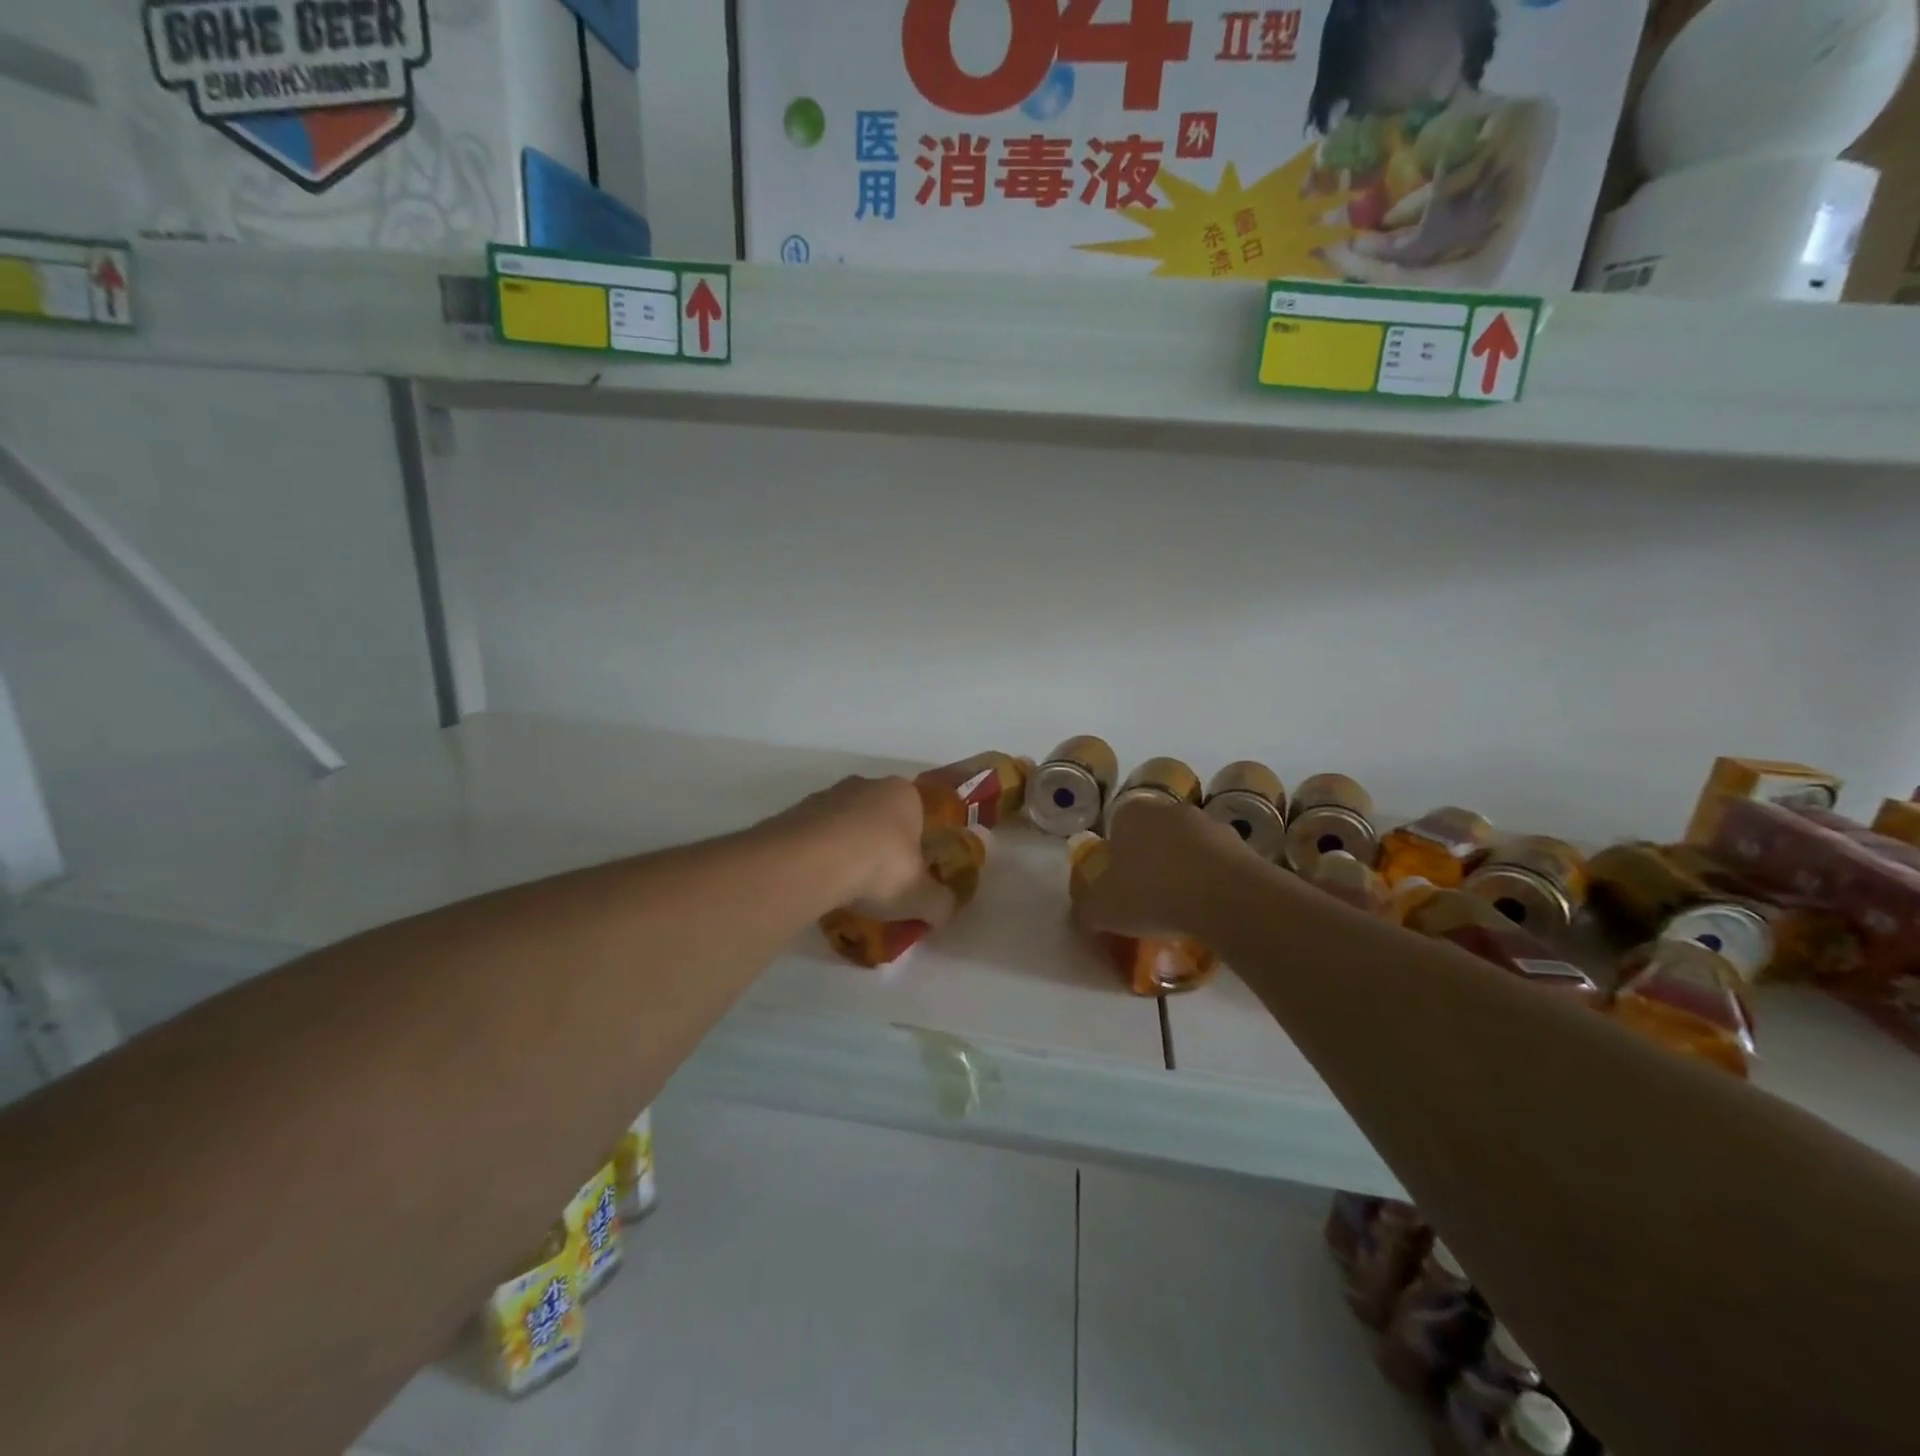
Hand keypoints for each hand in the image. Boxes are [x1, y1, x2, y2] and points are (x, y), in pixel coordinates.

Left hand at [764, 775, 926, 909]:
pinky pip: (814, 837)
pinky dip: (818, 857)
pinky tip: (819, 884)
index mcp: (904, 793)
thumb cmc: (881, 866)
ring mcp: (826, 795)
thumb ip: (939, 903)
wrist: (813, 861)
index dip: (917, 842)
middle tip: (879, 882)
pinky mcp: (794, 813)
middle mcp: (866, 785)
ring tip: (845, 888)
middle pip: (879, 815)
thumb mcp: (921, 896)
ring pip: (844, 824)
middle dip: (880, 843)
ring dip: (846, 849)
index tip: (910, 871)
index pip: (918, 812)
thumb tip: (943, 910)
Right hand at [1072, 795, 1250, 940]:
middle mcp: (1170, 810)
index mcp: (1131, 813)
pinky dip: (1213, 886)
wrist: (1225, 898)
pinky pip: (1218, 868)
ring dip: (1184, 874)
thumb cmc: (1151, 893)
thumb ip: (1085, 911)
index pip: (1116, 827)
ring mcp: (1210, 825)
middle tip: (1147, 901)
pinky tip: (1209, 914)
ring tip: (1181, 913)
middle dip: (1151, 864)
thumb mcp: (1101, 909)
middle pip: (1154, 837)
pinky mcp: (1243, 848)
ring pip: (1188, 850)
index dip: (1115, 858)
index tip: (1118, 888)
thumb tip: (1084, 918)